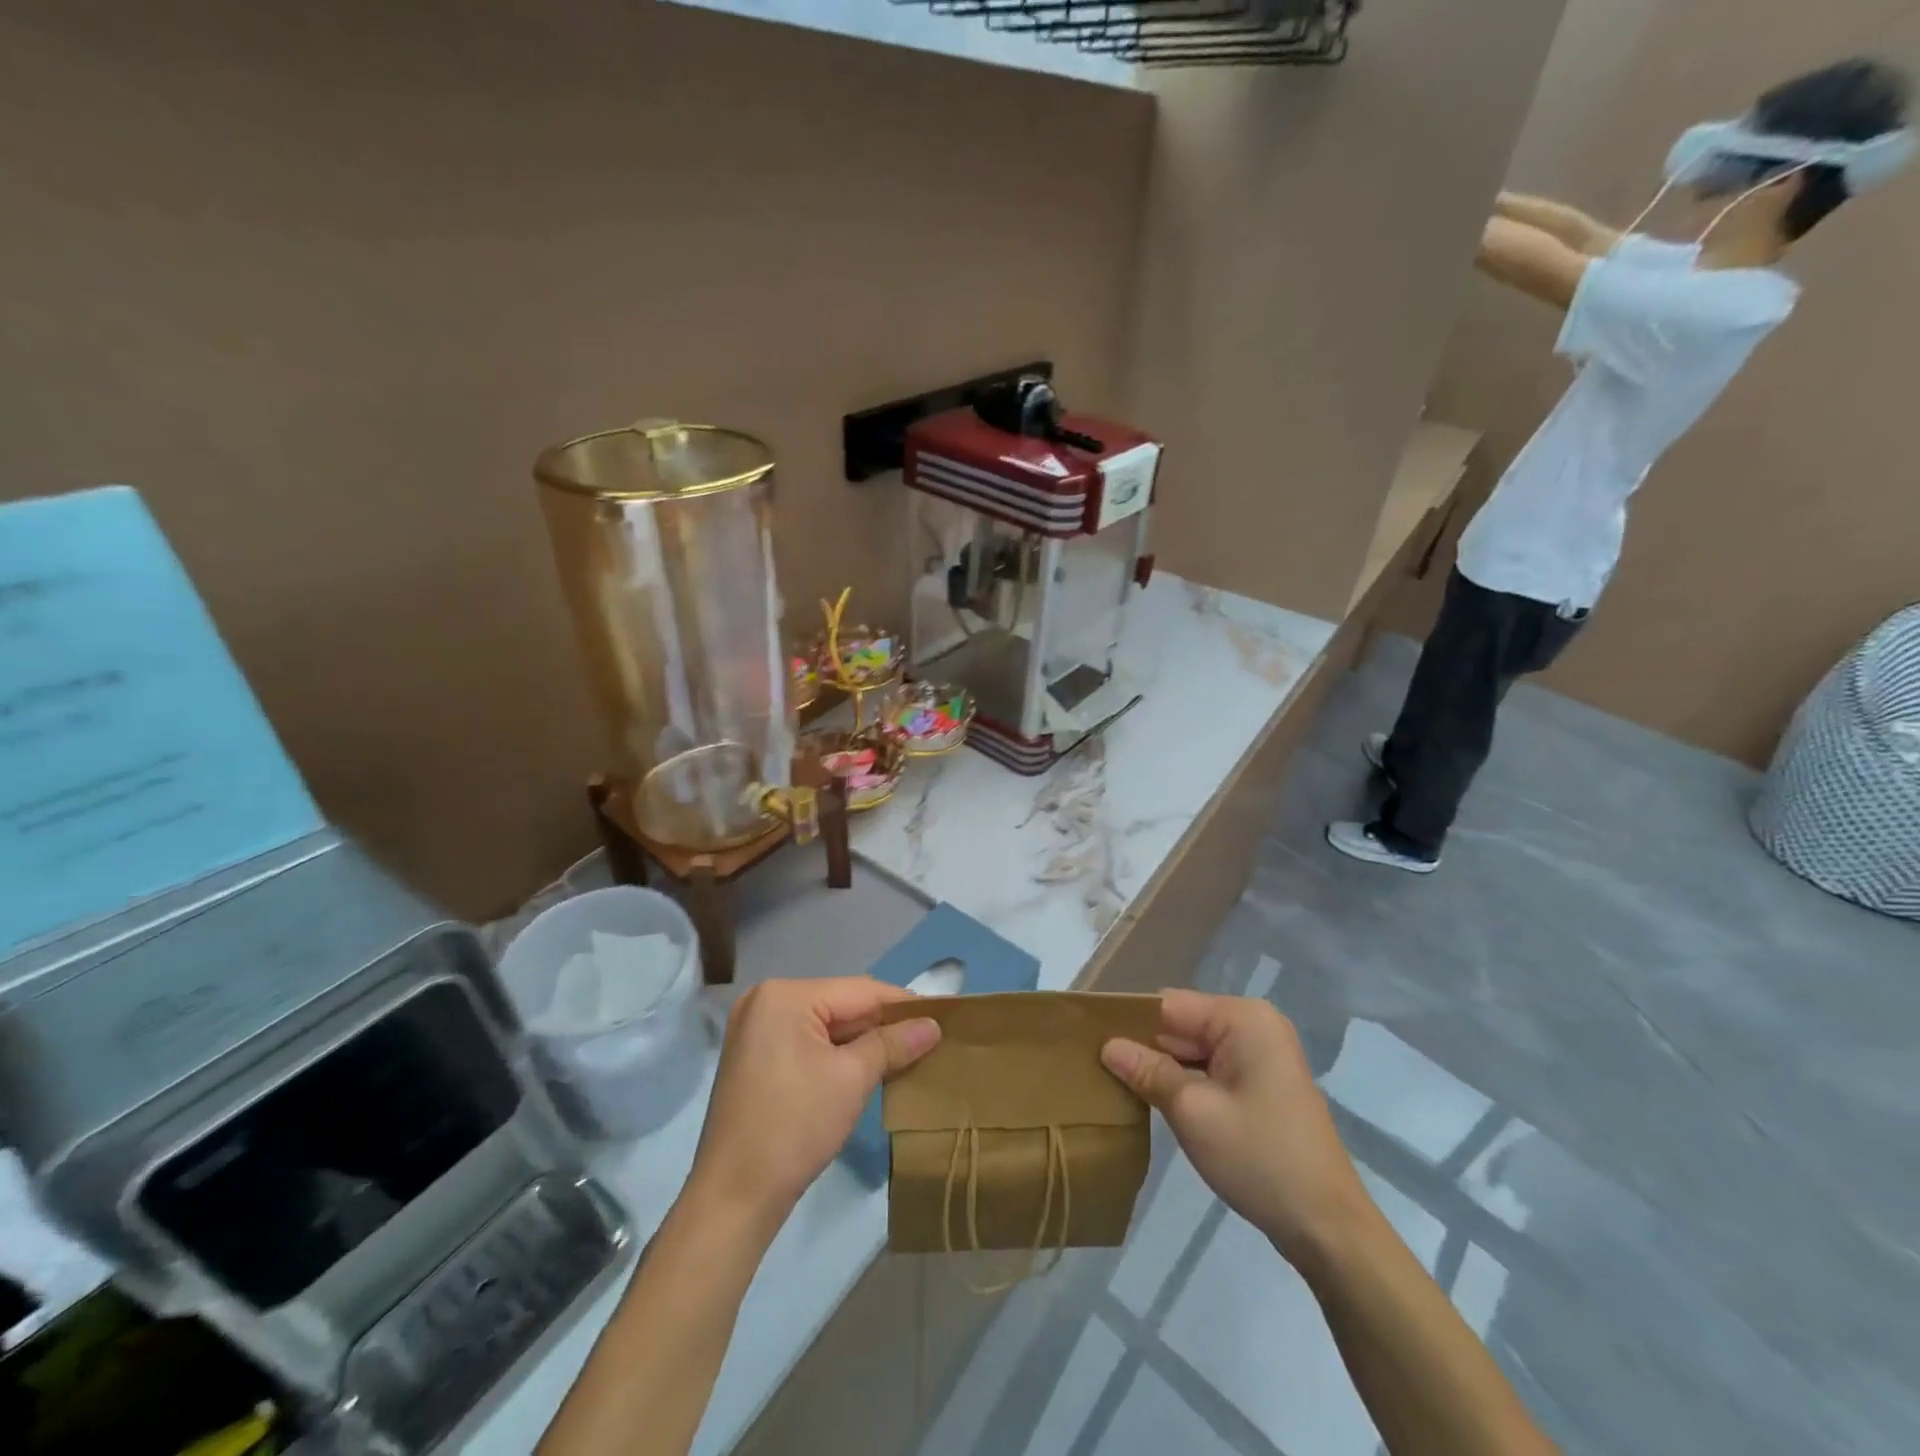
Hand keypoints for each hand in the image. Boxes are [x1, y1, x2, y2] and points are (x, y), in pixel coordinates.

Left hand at [686, 978, 940, 1229]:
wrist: (733, 1199)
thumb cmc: (794, 1128)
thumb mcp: (852, 1079)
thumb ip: (893, 1043)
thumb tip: (933, 1024)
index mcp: (784, 995)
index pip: (859, 991)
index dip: (903, 1003)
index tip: (943, 1014)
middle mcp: (765, 1001)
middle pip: (841, 1004)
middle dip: (883, 1024)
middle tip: (929, 1037)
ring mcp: (756, 1029)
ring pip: (826, 1025)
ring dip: (863, 1040)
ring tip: (908, 1052)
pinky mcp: (756, 1057)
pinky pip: (808, 1042)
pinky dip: (837, 1053)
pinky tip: (869, 1066)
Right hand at [1100, 990, 1370, 1267]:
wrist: (1327, 1228)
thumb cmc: (1259, 1158)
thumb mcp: (1193, 1112)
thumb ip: (1148, 1071)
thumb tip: (1107, 1045)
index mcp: (1242, 1019)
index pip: (1169, 1005)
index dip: (1128, 1020)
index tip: (1087, 1038)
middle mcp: (1253, 1026)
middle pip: (1181, 1025)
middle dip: (1142, 1045)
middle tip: (1092, 1065)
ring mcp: (1259, 1057)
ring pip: (1192, 1050)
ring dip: (1159, 1067)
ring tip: (1111, 1081)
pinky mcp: (1259, 1086)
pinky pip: (1209, 1070)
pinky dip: (1182, 1083)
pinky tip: (1149, 1100)